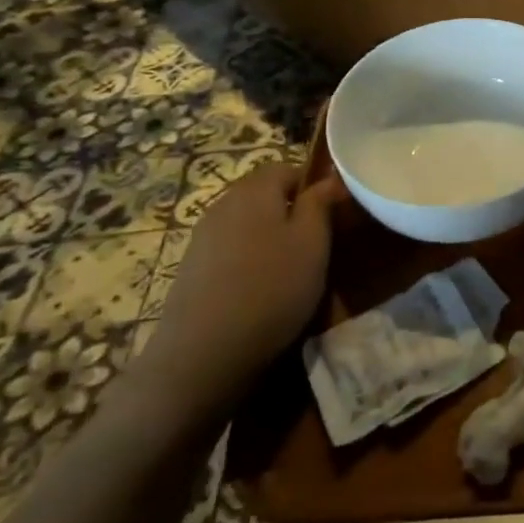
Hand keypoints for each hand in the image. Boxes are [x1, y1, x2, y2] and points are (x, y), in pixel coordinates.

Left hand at [125, 163, 347, 433]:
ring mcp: (202, 237)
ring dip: (269, 237)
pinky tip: (259, 288)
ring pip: (246, 223)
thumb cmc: (272, 288)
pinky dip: (248, 259)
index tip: (332, 215)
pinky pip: (230, 249)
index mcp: (254, 190)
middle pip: (264, 194)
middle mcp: (223, 204)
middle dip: (291, 211)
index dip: (313, 186)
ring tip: (290, 268)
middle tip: (317, 243)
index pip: (288, 168)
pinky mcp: (191, 269)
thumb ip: (321, 204)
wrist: (204, 354)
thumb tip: (330, 179)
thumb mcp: (313, 243)